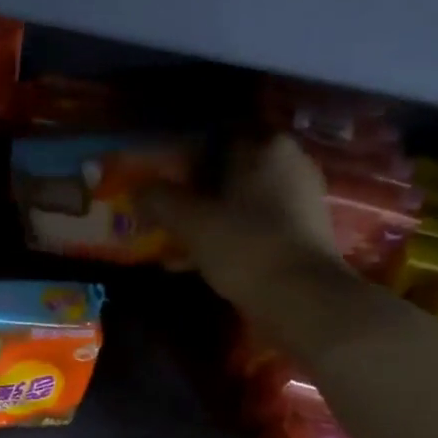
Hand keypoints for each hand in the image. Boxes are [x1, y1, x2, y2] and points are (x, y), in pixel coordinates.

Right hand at [141, 137, 366, 355]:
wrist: (301, 298)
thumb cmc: (244, 246)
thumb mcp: (190, 222)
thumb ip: (160, 200)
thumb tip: (136, 188)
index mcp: (265, 147)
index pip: (214, 138)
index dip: (181, 158)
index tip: (158, 179)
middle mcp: (288, 164)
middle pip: (226, 172)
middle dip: (192, 193)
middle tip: (161, 211)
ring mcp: (298, 200)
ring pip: (237, 202)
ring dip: (205, 219)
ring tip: (170, 242)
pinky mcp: (300, 233)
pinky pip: (251, 226)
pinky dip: (224, 238)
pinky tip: (193, 262)